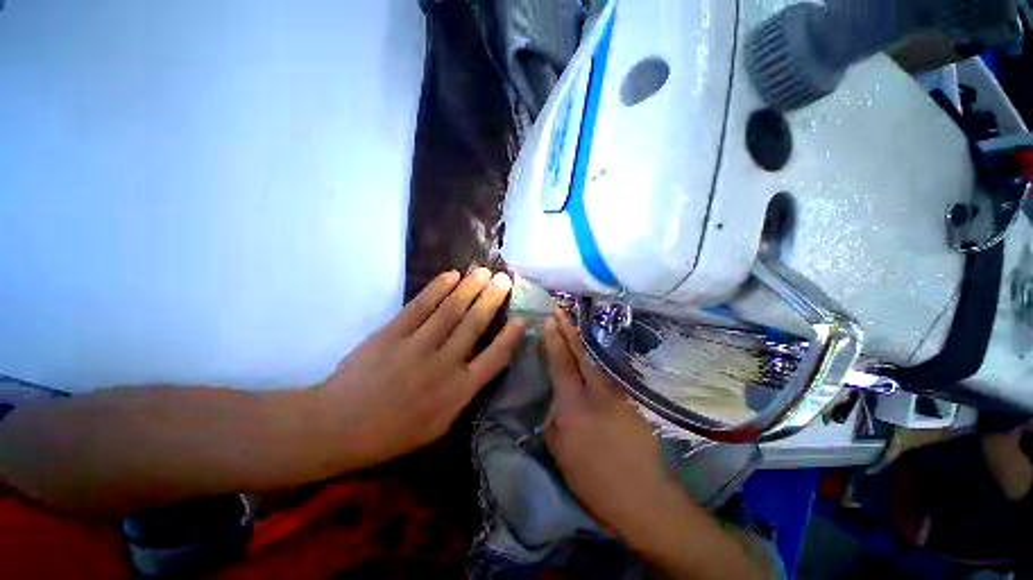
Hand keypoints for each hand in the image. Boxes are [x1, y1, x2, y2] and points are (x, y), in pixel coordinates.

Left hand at [315, 268, 525, 470]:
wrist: (339, 427)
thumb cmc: (393, 432)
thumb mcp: (439, 424)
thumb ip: (463, 393)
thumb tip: (479, 365)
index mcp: (458, 392)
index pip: (495, 358)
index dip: (510, 337)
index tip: (522, 319)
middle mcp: (444, 365)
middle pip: (474, 325)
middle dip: (492, 300)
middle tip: (503, 280)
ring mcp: (417, 346)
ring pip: (451, 310)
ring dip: (470, 288)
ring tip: (483, 272)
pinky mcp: (392, 333)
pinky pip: (420, 306)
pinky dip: (437, 289)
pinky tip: (451, 276)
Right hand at [541, 308, 678, 541]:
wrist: (642, 496)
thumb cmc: (592, 479)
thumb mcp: (560, 450)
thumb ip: (555, 417)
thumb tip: (558, 398)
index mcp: (573, 405)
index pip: (561, 363)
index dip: (553, 340)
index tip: (548, 320)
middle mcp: (596, 392)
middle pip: (579, 352)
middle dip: (568, 328)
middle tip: (559, 309)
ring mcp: (616, 393)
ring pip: (595, 359)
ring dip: (582, 340)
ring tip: (573, 324)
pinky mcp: (630, 400)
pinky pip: (608, 374)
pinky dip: (596, 360)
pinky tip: (590, 355)